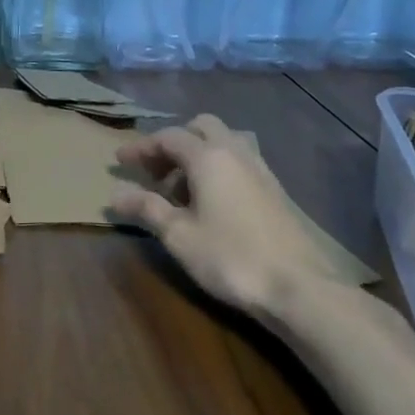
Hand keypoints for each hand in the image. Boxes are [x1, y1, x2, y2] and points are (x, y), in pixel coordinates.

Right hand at [109, 114, 347, 312]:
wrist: (299, 287)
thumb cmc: (230, 257)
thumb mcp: (179, 235)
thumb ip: (146, 208)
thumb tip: (115, 194)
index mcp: (209, 156)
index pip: (168, 137)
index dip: (141, 147)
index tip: (120, 162)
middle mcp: (236, 152)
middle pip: (201, 127)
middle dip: (174, 143)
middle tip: (155, 172)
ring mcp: (261, 169)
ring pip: (225, 142)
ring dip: (199, 154)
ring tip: (182, 188)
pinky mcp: (276, 190)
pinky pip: (240, 161)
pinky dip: (219, 168)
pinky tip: (212, 202)